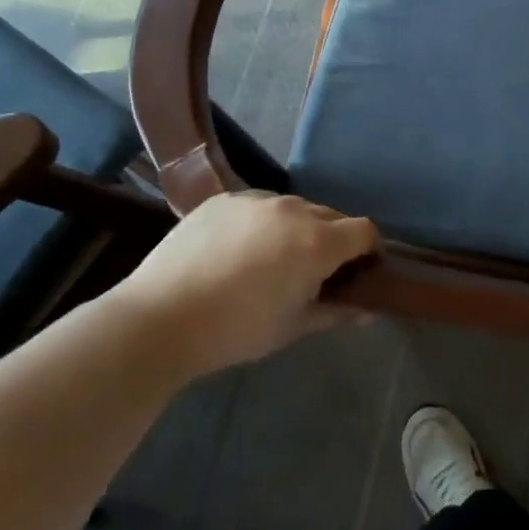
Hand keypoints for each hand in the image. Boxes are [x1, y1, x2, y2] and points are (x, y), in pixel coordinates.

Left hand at [116, 192, 378, 377]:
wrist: (159, 319)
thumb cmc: (236, 330)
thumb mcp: (293, 327)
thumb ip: (337, 313)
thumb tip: (370, 311)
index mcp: (318, 242)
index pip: (365, 231)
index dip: (369, 249)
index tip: (359, 271)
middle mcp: (294, 210)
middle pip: (332, 216)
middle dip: (333, 239)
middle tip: (313, 271)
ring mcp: (256, 200)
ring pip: (294, 207)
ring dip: (297, 227)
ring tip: (272, 259)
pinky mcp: (224, 199)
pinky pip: (258, 205)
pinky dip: (262, 222)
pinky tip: (237, 250)